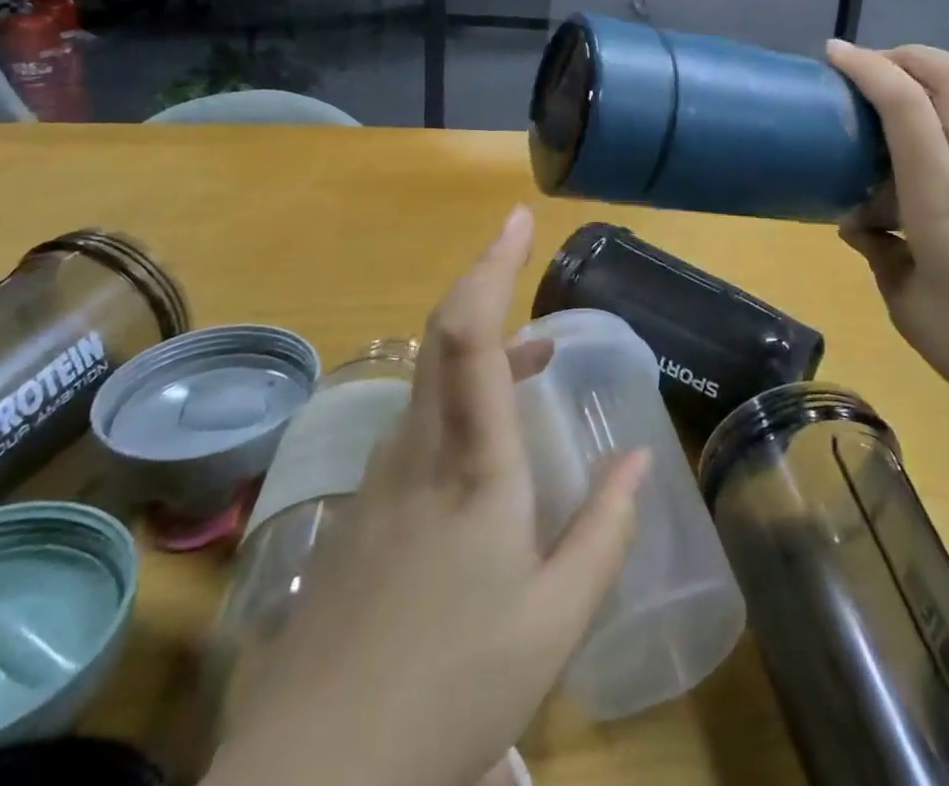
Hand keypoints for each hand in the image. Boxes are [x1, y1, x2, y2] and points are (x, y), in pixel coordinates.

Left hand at [209, 207, 647, 785]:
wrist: (310, 779)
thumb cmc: (450, 686)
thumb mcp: (554, 622)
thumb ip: (604, 531)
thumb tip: (637, 457)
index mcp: (472, 463)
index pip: (470, 334)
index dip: (492, 266)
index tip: (517, 219)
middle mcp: (420, 448)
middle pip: (443, 335)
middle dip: (485, 281)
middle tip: (525, 256)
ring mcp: (382, 475)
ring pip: (431, 379)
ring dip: (480, 349)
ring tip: (535, 359)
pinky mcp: (362, 508)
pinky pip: (418, 422)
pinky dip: (459, 398)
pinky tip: (486, 445)